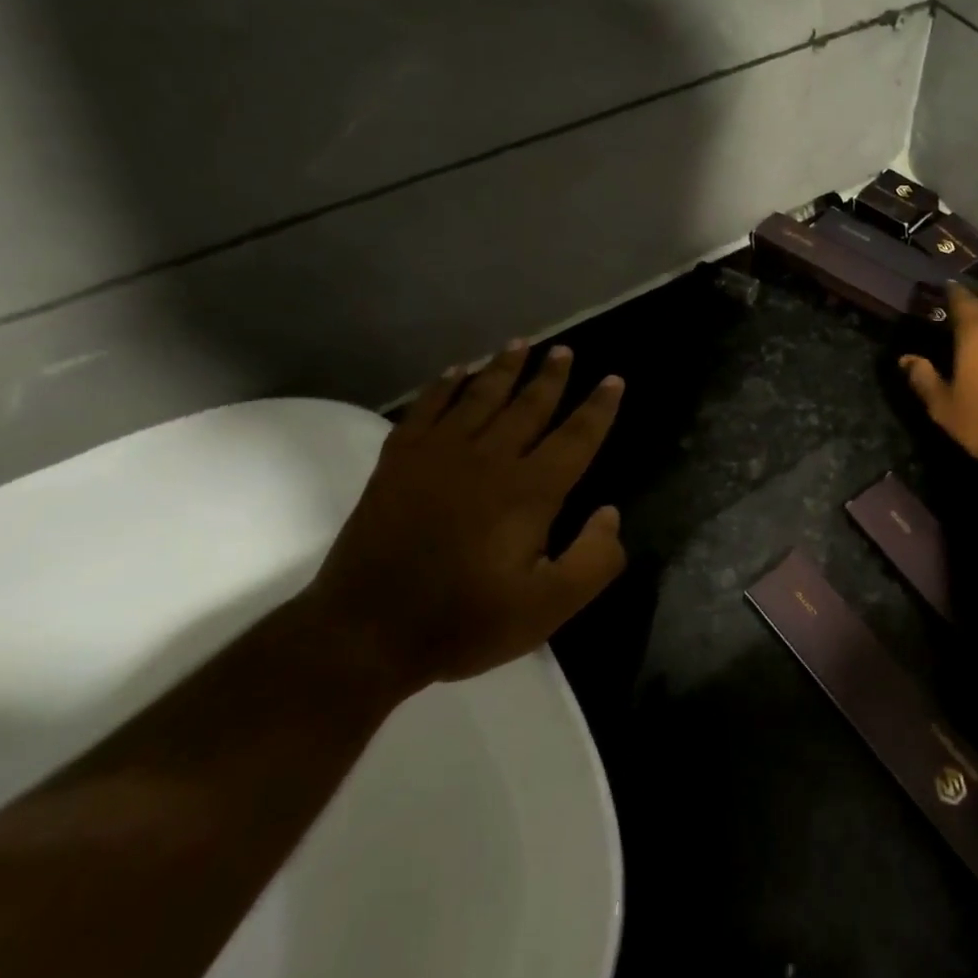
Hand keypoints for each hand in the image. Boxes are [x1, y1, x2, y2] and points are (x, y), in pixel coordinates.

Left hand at [305, 342, 626, 694]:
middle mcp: (490, 460)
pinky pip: (426, 408)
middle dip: (551, 376)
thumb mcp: (548, 608)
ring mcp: (439, 455)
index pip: (576, 437)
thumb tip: (610, 512)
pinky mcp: (398, 461)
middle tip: (564, 350)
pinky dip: (443, 385)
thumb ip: (593, 561)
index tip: (613, 380)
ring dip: (503, 368)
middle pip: (529, 405)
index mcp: (530, 491)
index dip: (598, 408)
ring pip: (480, 397)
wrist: (364, 633)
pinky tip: (456, 371)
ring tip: (519, 344)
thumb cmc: (464, 621)